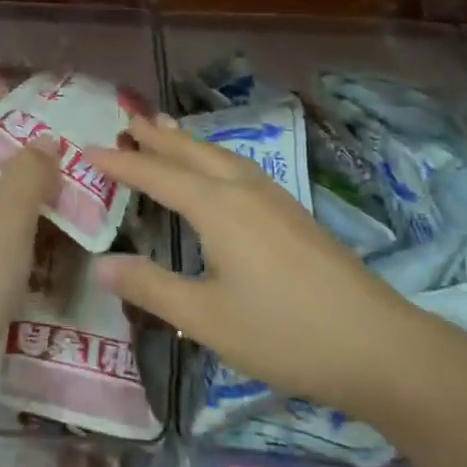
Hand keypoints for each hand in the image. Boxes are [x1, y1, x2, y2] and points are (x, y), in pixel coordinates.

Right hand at [83, 113, 419, 417]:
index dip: (121, 162)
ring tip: (167, 130)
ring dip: (189, 142)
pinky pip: (241, 169)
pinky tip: (220, 172)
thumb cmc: (283, 333)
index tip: (88, 148)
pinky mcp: (294, 215)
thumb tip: (100, 264)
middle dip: (157, 138)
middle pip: (192, 152)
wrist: (378, 346)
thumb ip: (150, 287)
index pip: (157, 175)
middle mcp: (244, 190)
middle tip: (128, 120)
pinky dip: (214, 158)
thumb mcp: (205, 318)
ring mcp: (274, 199)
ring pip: (221, 156)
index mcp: (217, 207)